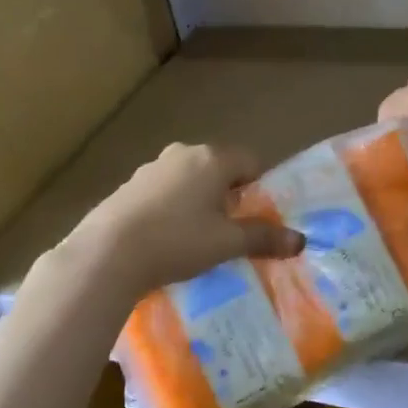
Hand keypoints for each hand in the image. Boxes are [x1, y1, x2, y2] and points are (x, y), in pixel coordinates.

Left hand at [70, 143, 302, 297]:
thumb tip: (300, 241)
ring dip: (198, 201)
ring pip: (189, 180)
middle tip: (229, 230)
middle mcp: (182, 154)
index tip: (257, 218)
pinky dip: (171, 208)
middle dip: (228, 195)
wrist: (107, 254)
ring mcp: (151, 168)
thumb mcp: (227, 243)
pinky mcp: (127, 186)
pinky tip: (164, 238)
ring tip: (195, 238)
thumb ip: (264, 238)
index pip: (251, 162)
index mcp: (212, 159)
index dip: (260, 188)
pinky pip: (163, 192)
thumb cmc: (178, 241)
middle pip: (219, 169)